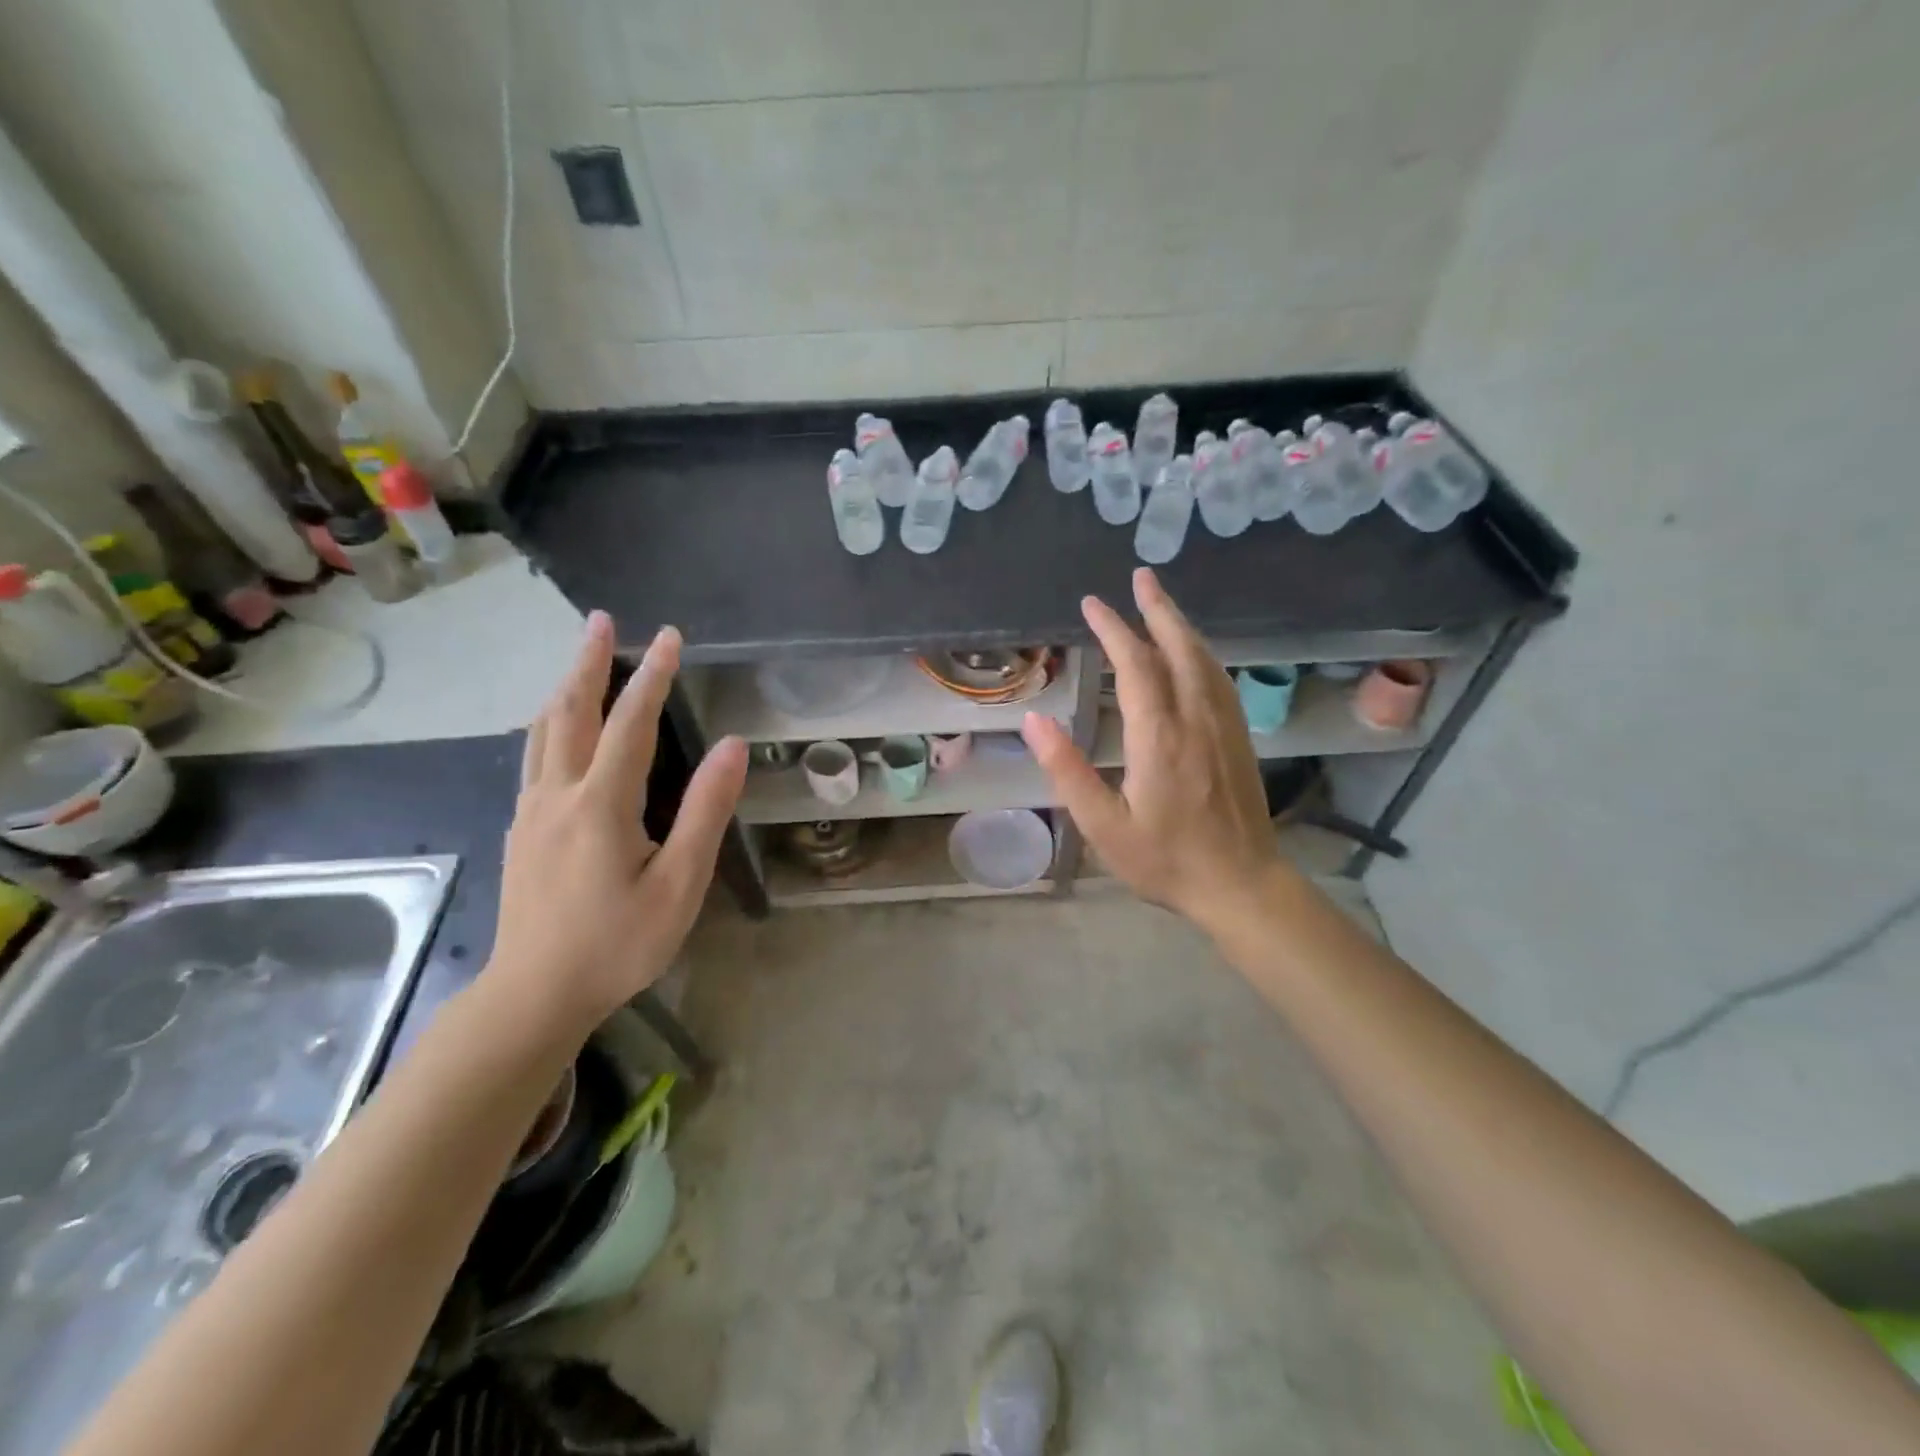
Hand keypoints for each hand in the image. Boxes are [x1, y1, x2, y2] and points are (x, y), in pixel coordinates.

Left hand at [488, 611, 746, 1038]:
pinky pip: (533, 757)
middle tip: (601, 620)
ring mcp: (530, 811)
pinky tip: (557, 728)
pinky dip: (550, 724)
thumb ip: (705, 812)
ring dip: (565, 687)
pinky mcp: (519, 830)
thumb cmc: (617, 944)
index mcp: (601, 804)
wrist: (533, 996)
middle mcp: (557, 795)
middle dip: (589, 662)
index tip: (669, 636)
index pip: (631, 724)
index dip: (653, 676)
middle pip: (571, 712)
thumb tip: (731, 746)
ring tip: (579, 657)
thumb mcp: (679, 884)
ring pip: (543, 732)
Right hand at [1021, 568, 1280, 931]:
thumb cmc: (1166, 861)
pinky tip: (1194, 653)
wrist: (1242, 886)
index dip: (1114, 630)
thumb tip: (1035, 720)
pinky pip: (1219, 679)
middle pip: (1178, 649)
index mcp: (1160, 737)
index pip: (1136, 667)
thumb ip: (1068, 770)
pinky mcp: (1240, 738)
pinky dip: (1201, 653)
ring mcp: (1225, 726)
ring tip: (1161, 602)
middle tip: (1140, 577)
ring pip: (1204, 660)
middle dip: (1157, 609)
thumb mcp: (1104, 826)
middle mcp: (1196, 719)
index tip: (1093, 604)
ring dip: (1181, 626)